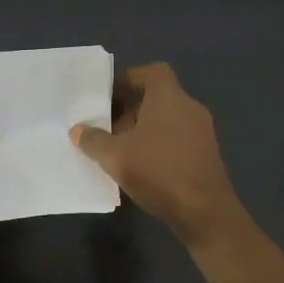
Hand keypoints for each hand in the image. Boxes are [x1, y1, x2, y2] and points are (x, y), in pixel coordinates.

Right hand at [71, 62, 245, 246]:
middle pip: (158, 96)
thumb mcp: (115, 156)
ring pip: (168, 119)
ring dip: (144, 128)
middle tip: (106, 123)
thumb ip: (93, 140)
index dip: (131, 78)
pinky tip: (141, 165)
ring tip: (119, 147)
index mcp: (169, 97)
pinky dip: (159, 144)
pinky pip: (178, 137)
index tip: (111, 94)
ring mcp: (201, 131)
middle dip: (131, 108)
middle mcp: (189, 107)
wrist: (204, 211)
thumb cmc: (158, 171)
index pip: (153, 71)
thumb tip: (77, 130)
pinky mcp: (206, 153)